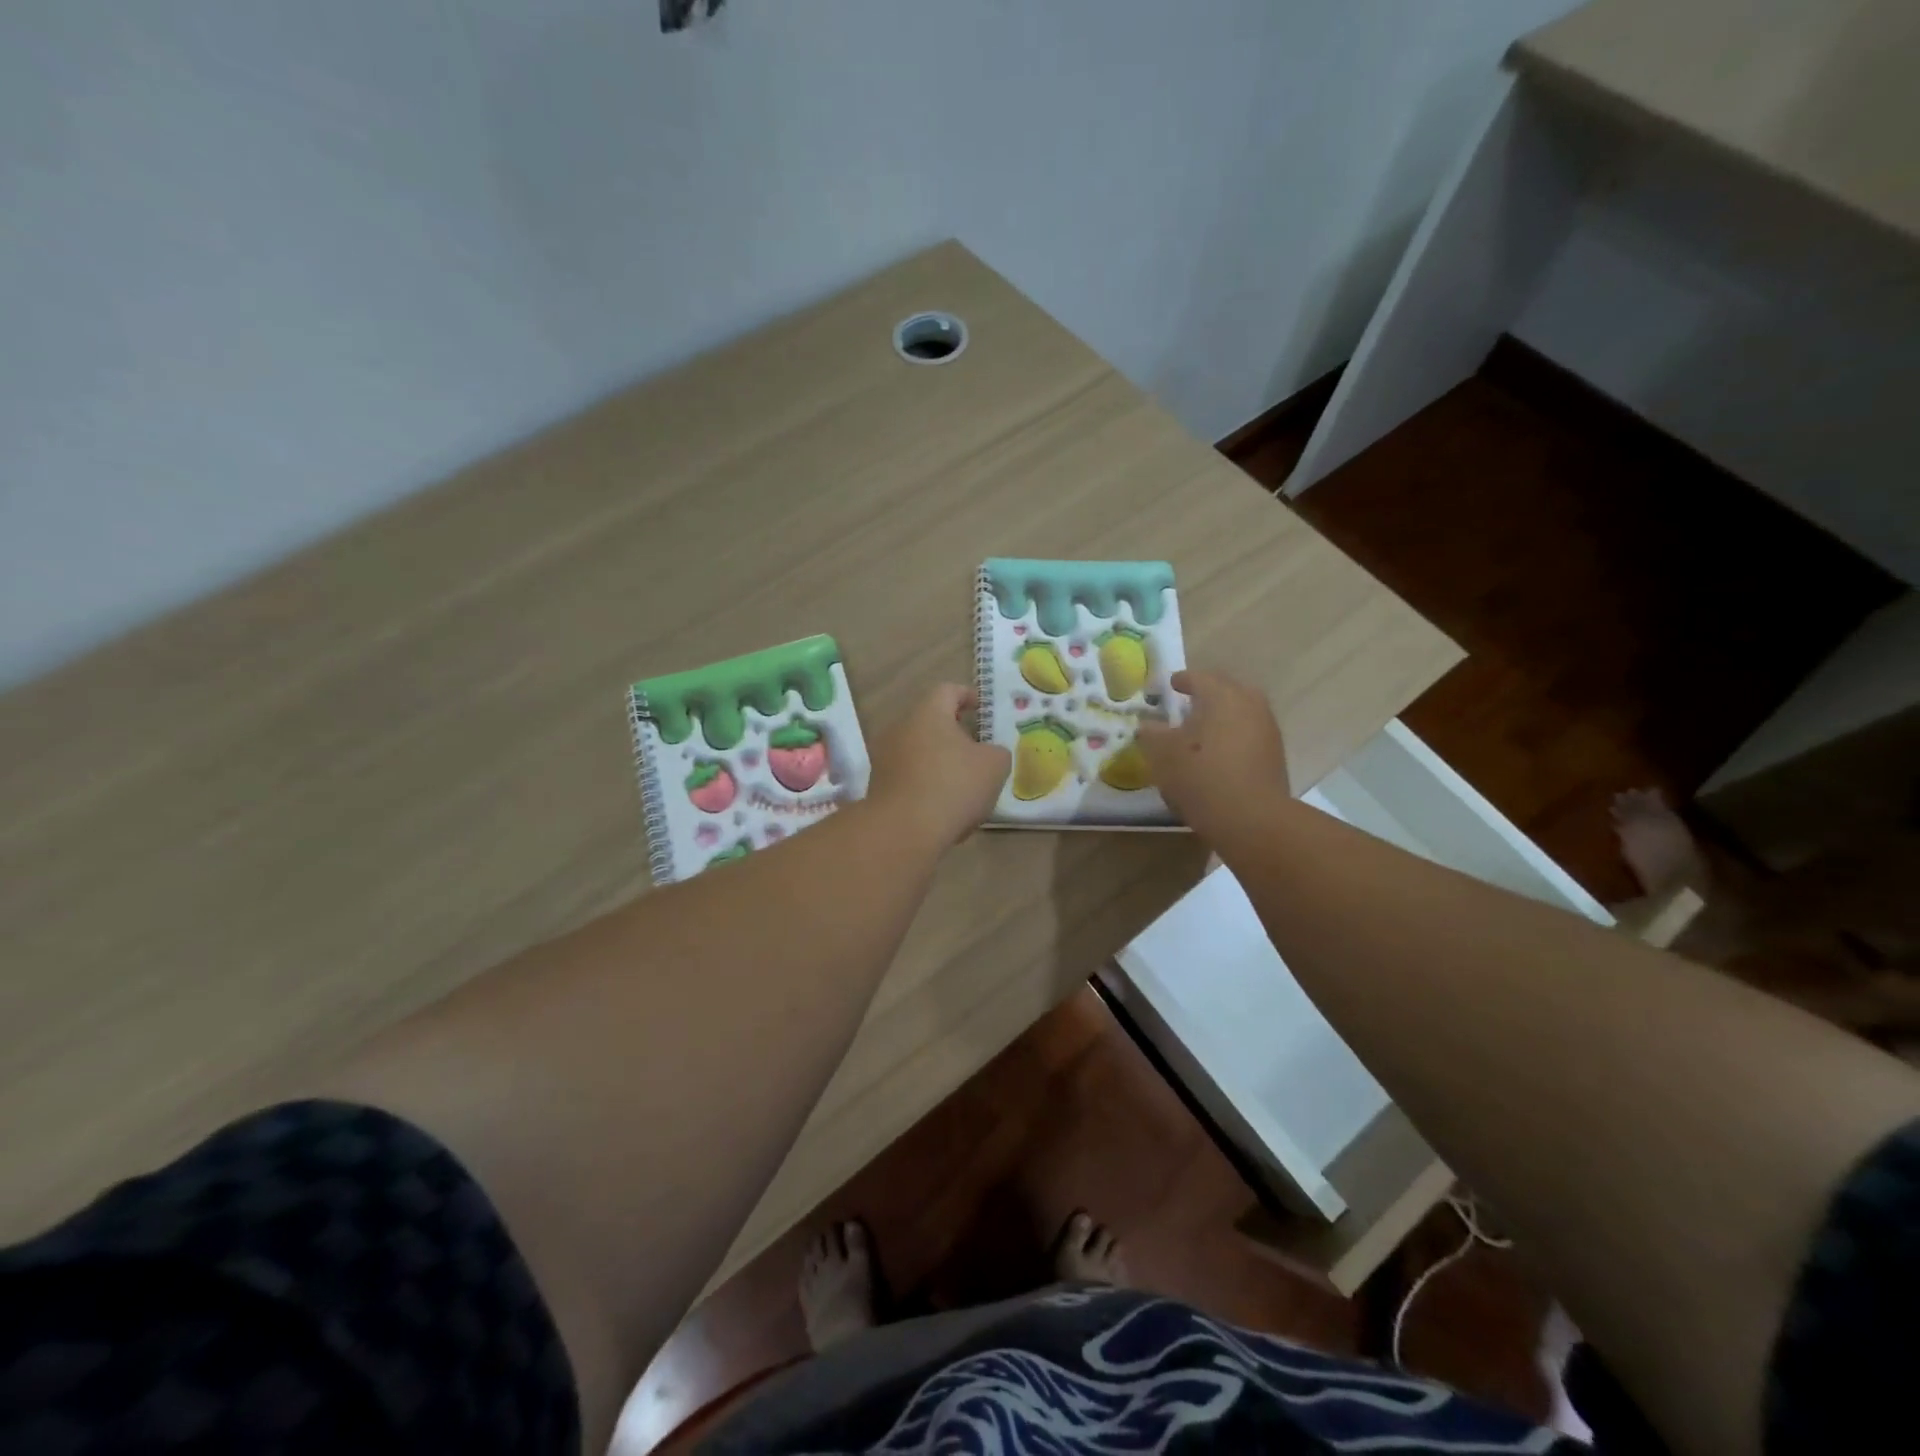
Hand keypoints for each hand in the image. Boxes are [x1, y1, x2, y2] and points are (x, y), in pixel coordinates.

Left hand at [866, 684, 1010, 847]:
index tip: (982, 709)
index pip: (948, 690)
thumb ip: (997, 752)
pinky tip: (943, 806)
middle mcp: (900, 728)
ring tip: (962, 782)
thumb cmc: (953, 786)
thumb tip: (989, 754)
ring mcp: (884, 758)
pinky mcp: (878, 786)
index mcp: (928, 713)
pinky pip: (908, 776)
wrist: (904, 830)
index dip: (968, 696)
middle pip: (930, 721)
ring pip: (918, 751)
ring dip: (939, 761)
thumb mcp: (994, 766)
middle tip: (976, 749)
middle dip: (954, 733)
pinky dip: (926, 784)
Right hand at [1136, 669, 1289, 834]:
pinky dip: (1233, 736)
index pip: (1199, 677)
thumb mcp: (1163, 755)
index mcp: (1222, 696)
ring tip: (1201, 731)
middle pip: (1226, 690)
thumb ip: (1152, 734)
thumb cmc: (1201, 777)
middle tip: (1188, 704)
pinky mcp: (1275, 755)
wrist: (1252, 819)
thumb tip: (1147, 725)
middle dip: (1207, 694)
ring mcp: (1267, 729)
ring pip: (1241, 712)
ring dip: (1222, 716)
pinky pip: (1249, 734)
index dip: (1182, 680)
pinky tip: (1218, 753)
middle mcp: (1249, 704)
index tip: (1170, 685)